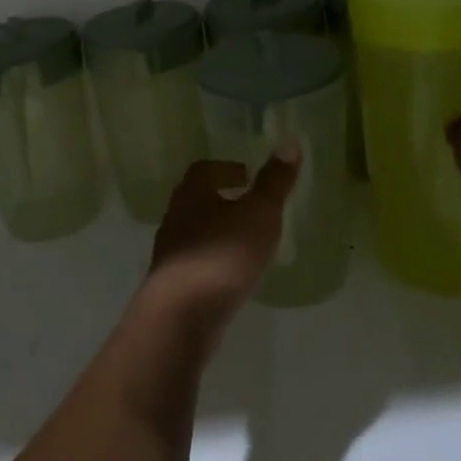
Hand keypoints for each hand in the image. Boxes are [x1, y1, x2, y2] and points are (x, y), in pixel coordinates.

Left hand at [147, 150, 300, 324]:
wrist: (182, 315)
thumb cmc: (223, 255)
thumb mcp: (259, 214)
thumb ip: (274, 182)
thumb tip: (290, 144)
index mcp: (191, 194)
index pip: (203, 170)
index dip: (226, 169)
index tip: (248, 176)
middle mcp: (175, 217)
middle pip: (196, 199)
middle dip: (222, 200)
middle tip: (250, 206)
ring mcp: (170, 253)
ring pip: (195, 231)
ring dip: (218, 231)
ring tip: (246, 242)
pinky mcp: (172, 284)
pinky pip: (195, 262)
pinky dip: (213, 260)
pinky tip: (232, 275)